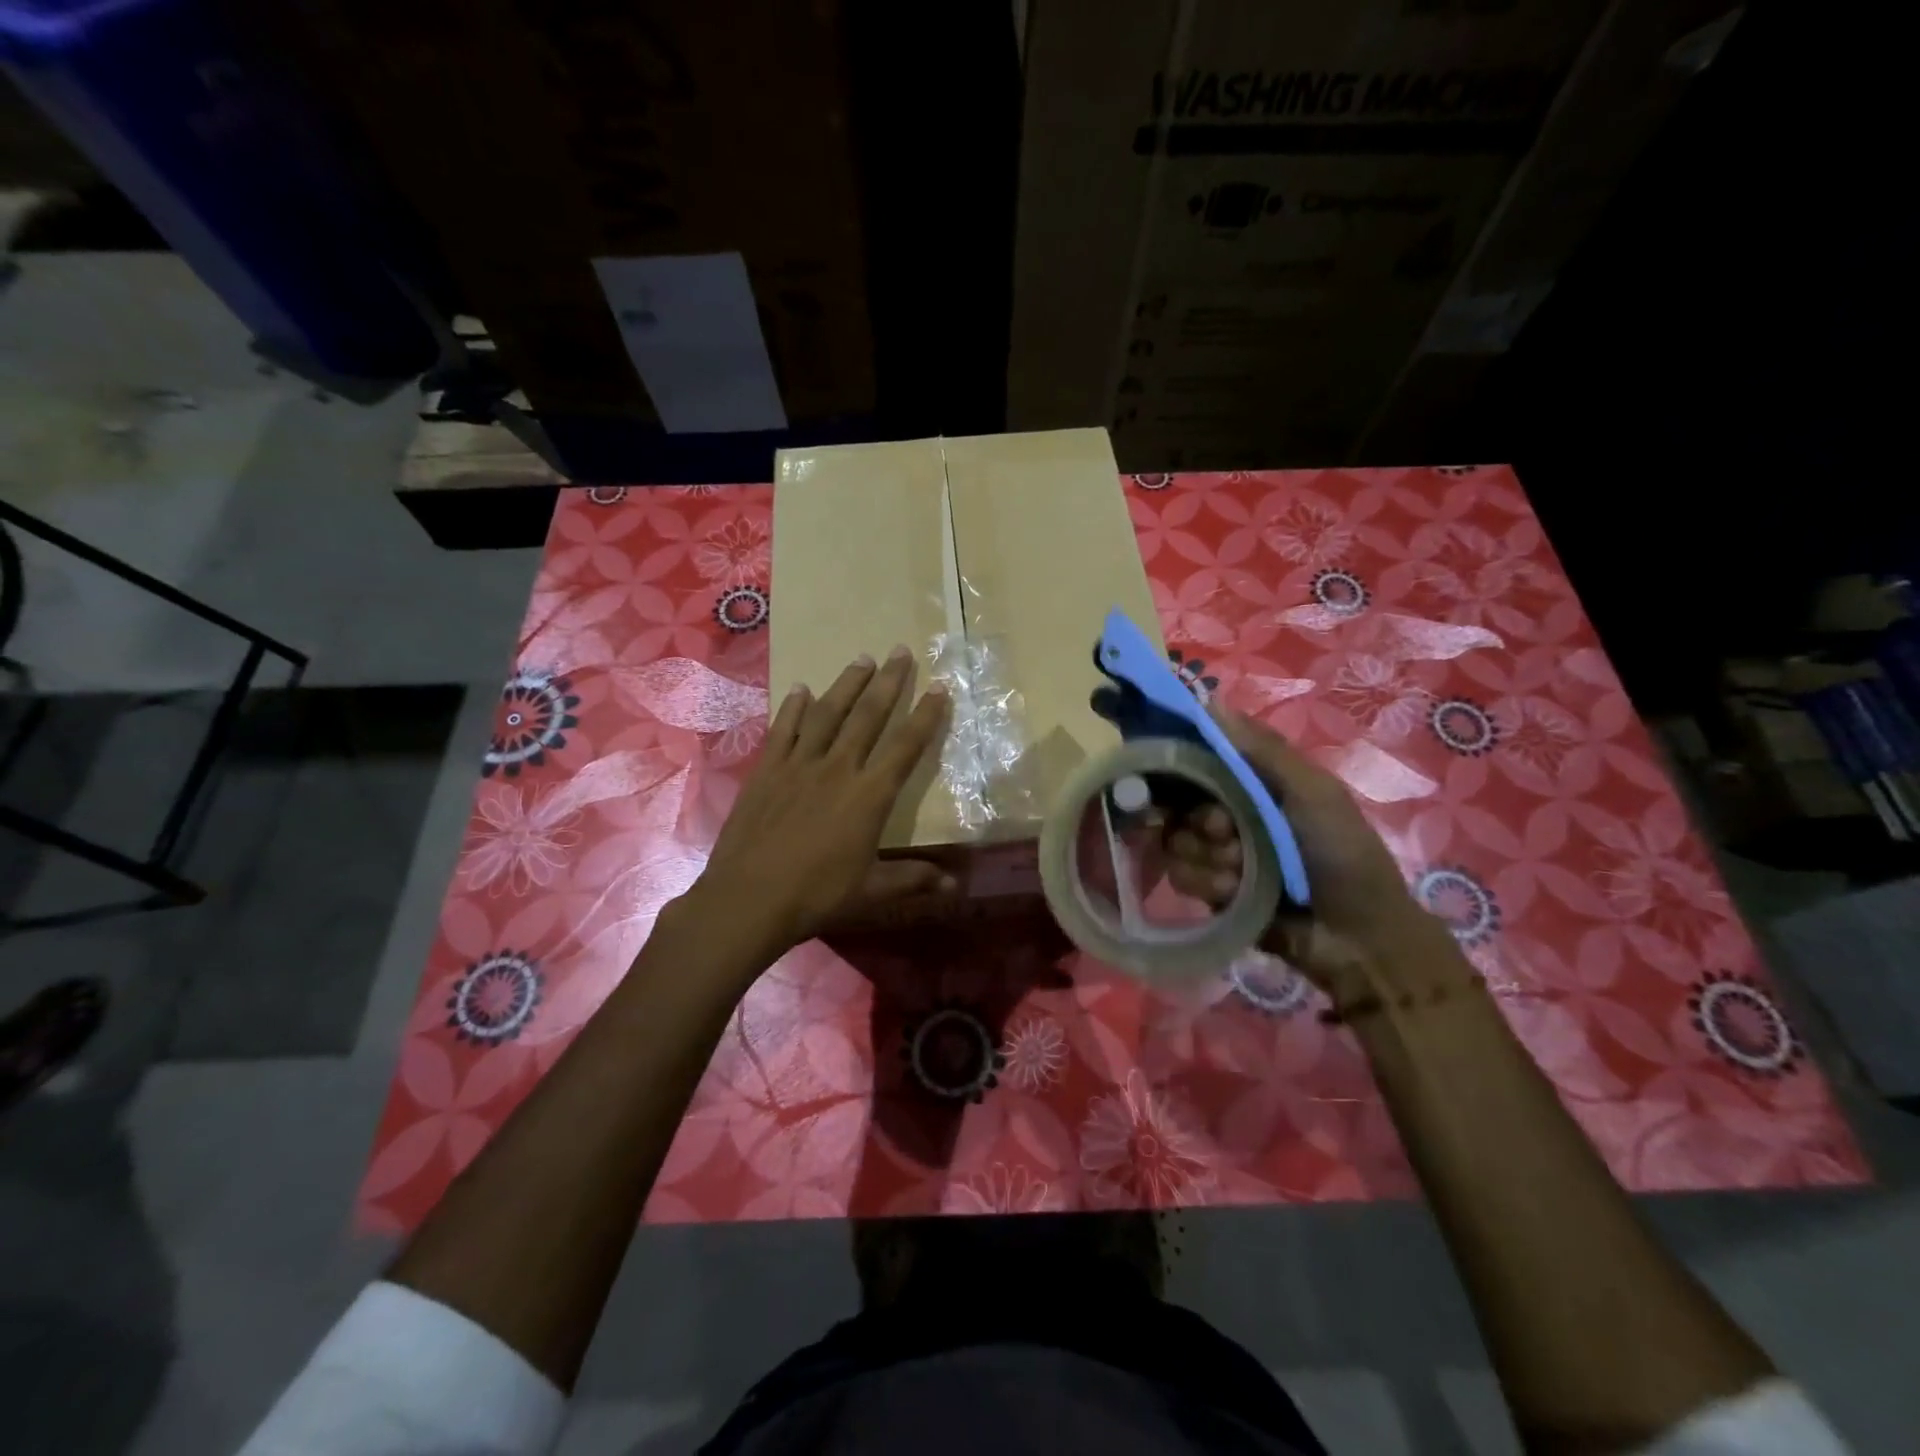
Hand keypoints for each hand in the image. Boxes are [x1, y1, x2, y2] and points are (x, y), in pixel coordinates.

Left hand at [686, 647, 953, 959]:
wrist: (749, 898)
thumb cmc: (817, 895)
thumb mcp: (872, 891)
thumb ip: (914, 879)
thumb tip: (956, 883)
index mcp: (869, 795)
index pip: (906, 746)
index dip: (926, 716)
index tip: (939, 688)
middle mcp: (838, 768)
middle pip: (868, 716)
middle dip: (889, 681)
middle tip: (901, 651)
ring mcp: (799, 765)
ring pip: (828, 713)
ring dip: (847, 684)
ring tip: (862, 658)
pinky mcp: (767, 770)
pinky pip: (784, 729)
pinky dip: (794, 708)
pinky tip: (801, 689)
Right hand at [1163, 709, 1464, 998]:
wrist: (1358, 938)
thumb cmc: (1342, 854)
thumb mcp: (1313, 793)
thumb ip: (1264, 751)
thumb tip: (1211, 703)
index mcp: (1253, 784)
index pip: (1196, 761)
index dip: (1180, 766)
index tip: (1176, 775)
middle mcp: (1228, 813)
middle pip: (1177, 803)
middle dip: (1201, 822)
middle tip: (1227, 833)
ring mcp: (1217, 854)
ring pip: (1175, 842)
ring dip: (1209, 859)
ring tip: (1242, 874)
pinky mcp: (1210, 891)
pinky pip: (1182, 877)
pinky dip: (1210, 885)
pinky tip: (1238, 895)